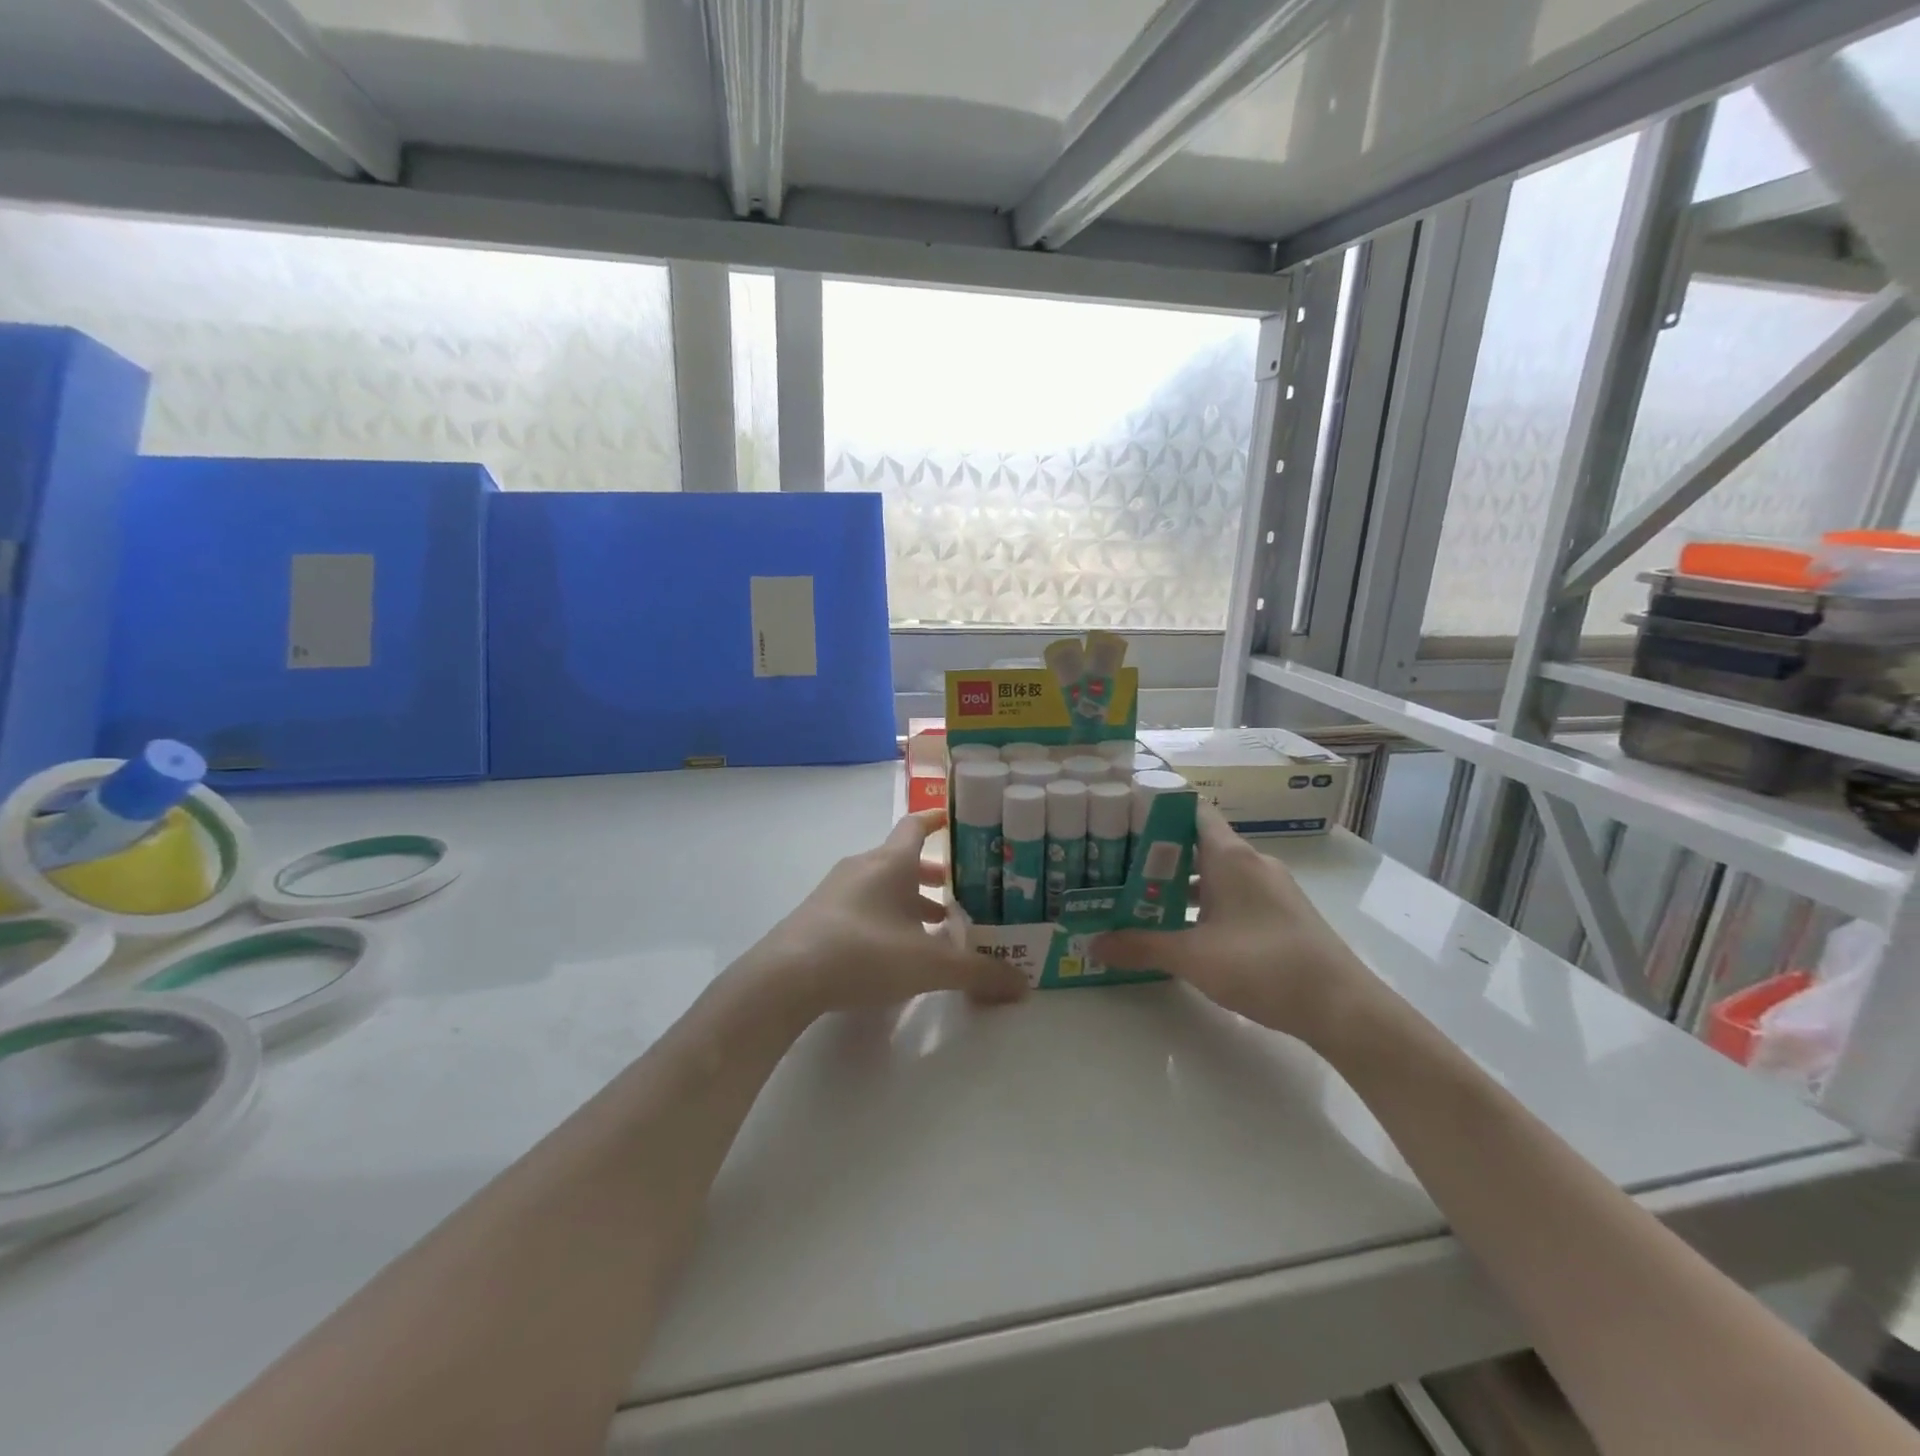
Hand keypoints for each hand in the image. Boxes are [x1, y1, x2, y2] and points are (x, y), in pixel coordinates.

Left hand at [747, 810, 1029, 1016]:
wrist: (786, 977)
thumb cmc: (865, 952)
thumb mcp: (930, 966)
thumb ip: (978, 973)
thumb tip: (1023, 985)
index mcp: (891, 862)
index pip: (917, 824)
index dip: (939, 819)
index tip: (958, 819)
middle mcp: (863, 867)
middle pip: (903, 859)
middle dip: (933, 875)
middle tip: (961, 892)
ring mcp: (837, 891)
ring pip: (883, 885)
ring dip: (909, 899)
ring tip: (936, 926)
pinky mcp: (819, 916)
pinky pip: (863, 904)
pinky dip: (886, 916)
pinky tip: (896, 949)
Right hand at [1091, 802, 1377, 1044]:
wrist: (1342, 1007)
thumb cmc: (1262, 965)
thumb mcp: (1192, 957)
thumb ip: (1141, 946)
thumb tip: (1093, 944)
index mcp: (1230, 856)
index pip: (1190, 810)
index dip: (1157, 808)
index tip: (1122, 817)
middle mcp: (1251, 862)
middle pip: (1198, 842)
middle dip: (1159, 852)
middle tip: (1118, 863)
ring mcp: (1270, 888)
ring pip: (1217, 871)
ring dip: (1182, 882)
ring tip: (1142, 896)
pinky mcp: (1281, 913)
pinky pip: (1234, 893)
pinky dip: (1207, 902)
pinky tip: (1186, 927)